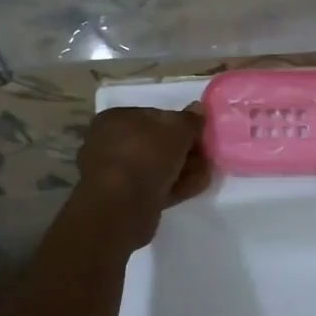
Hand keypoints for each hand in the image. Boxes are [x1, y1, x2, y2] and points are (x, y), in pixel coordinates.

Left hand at [74, 105, 209, 248]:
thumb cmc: (146, 155)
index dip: (179, 123)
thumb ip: (190, 119)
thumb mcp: (177, 129)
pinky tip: (197, 186)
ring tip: (206, 171)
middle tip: (205, 154)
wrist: (123, 206)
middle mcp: (110, 144)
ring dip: (182, 168)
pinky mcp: (124, 199)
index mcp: (115, 119)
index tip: (199, 133)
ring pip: (156, 167)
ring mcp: (116, 174)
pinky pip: (154, 187)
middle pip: (155, 143)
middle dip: (183, 149)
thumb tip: (198, 108)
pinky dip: (175, 185)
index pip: (153, 115)